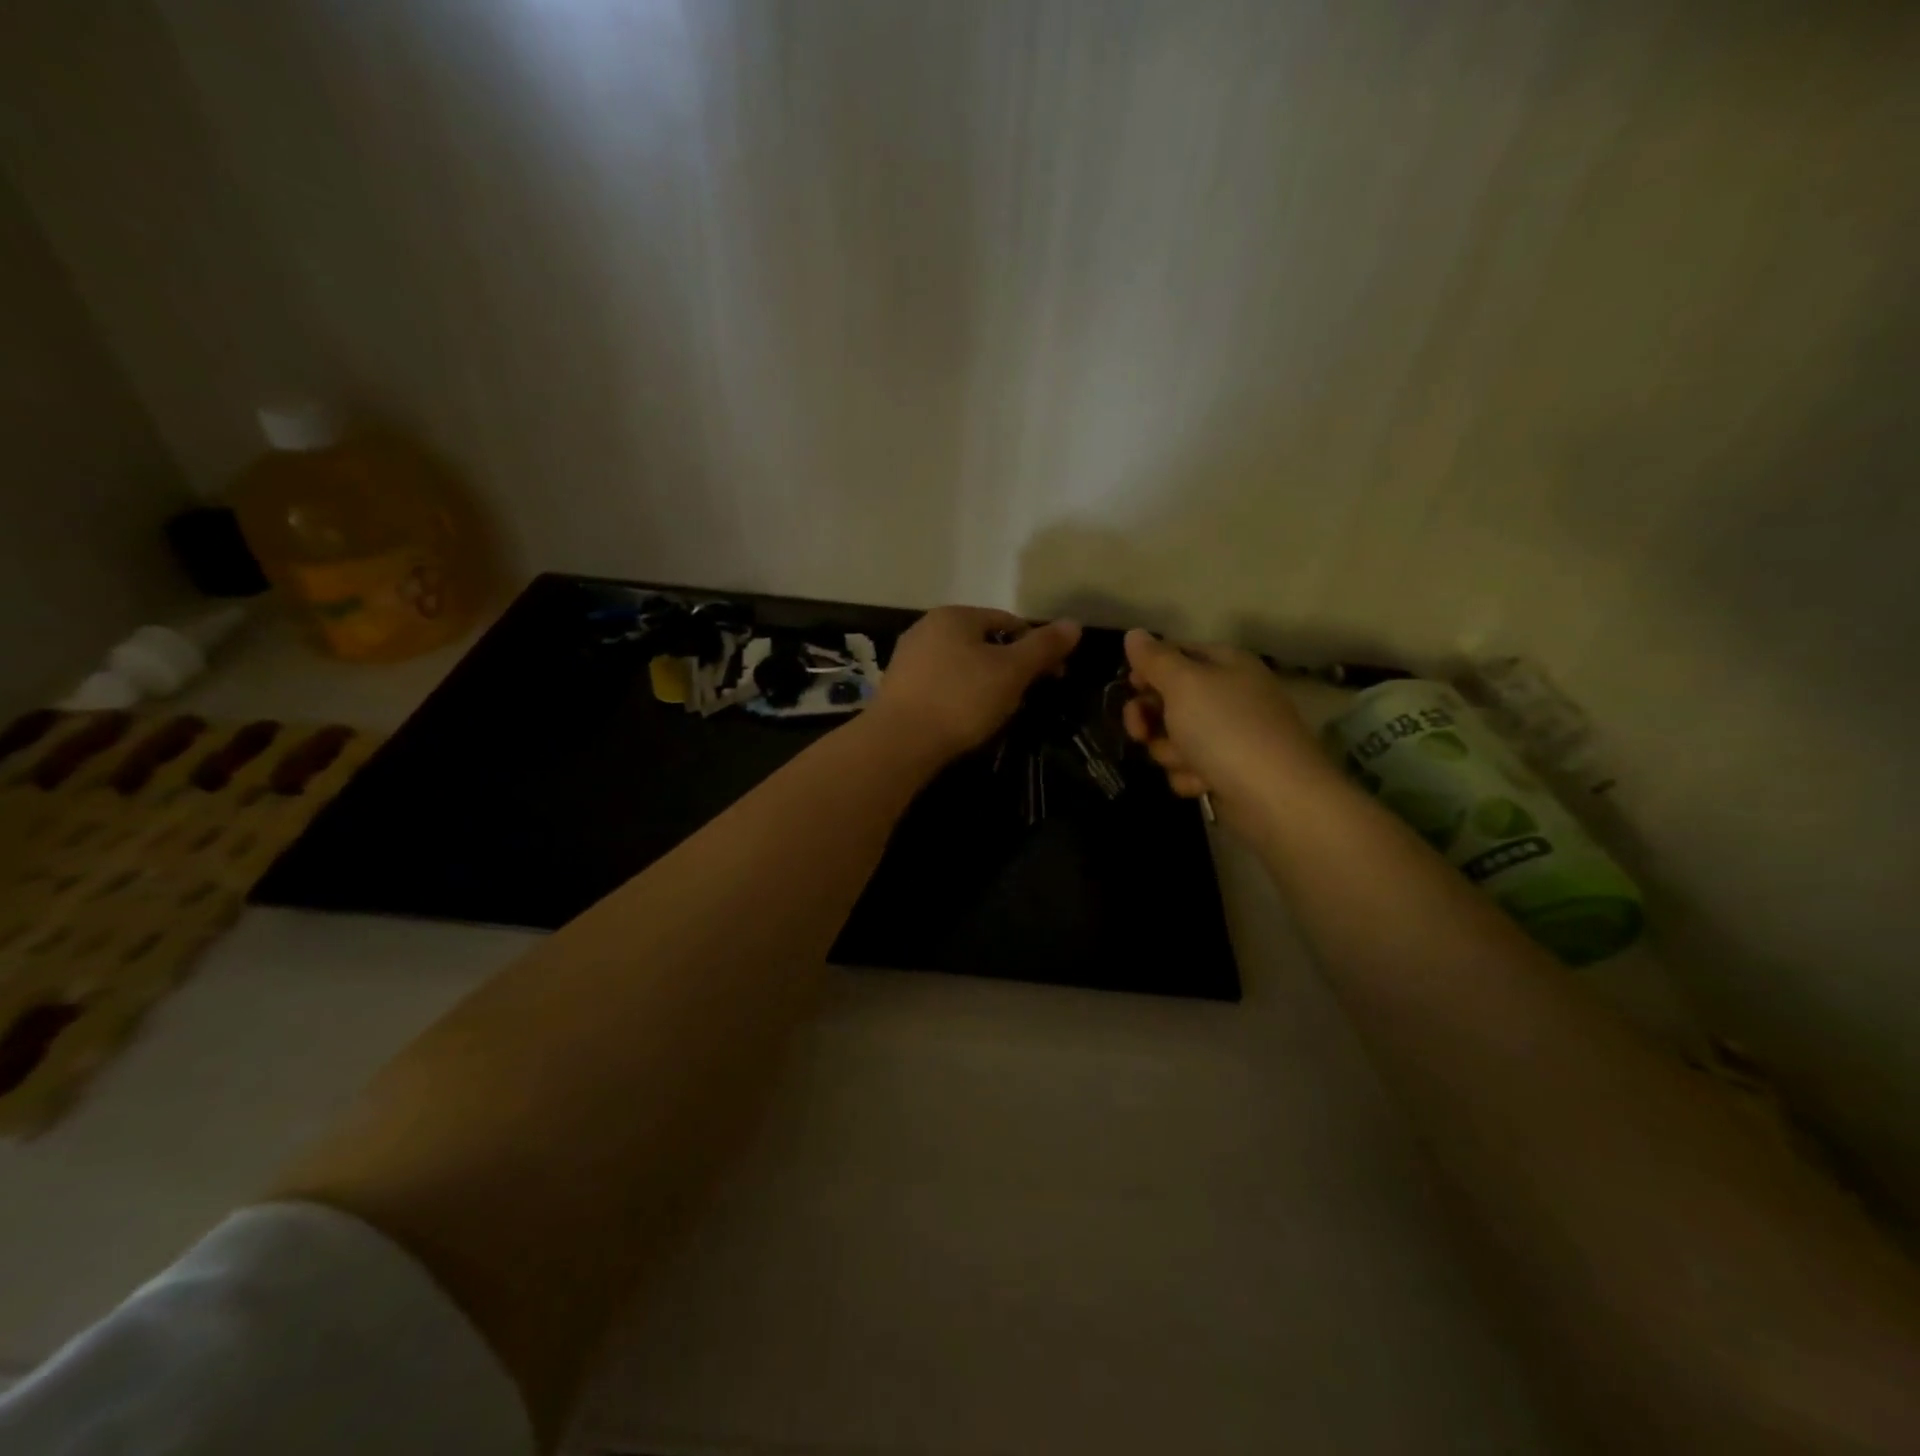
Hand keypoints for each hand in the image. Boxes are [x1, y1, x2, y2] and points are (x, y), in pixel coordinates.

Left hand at [873, 607, 1081, 760]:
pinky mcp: (898, 689)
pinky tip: (966, 719)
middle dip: (1010, 667)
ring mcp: (908, 658)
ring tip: (999, 712)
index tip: (1053, 677)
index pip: (1008, 622)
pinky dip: (960, 696)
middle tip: (1027, 697)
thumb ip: (1043, 647)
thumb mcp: (1012, 671)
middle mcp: (926, 628)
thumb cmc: (961, 699)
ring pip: (962, 665)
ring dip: (986, 683)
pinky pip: (942, 685)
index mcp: (954, 616)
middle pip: (984, 642)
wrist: (899, 742)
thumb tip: (1074, 624)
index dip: (1036, 648)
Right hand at [1120, 630, 1330, 818]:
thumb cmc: (1226, 729)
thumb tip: (1134, 634)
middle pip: (1170, 698)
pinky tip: (1202, 783)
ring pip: (1174, 737)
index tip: (1129, 687)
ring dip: (1170, 751)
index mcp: (1226, 664)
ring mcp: (1230, 735)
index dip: (1148, 669)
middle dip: (1150, 718)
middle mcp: (1230, 695)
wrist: (1276, 797)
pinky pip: (1190, 767)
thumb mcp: (1184, 684)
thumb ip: (1155, 659)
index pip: (1176, 653)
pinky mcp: (1228, 771)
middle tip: (1140, 732)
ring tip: (1187, 762)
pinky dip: (1189, 776)